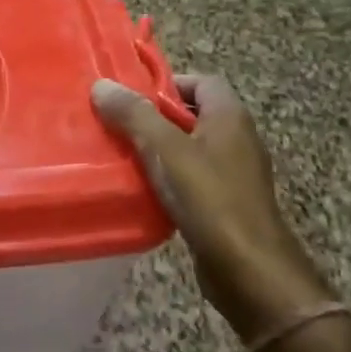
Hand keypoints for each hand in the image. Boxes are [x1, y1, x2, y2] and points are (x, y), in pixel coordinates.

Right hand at [91, 75, 332, 343]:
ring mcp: (233, 174)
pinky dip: (166, 179)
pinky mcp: (225, 204)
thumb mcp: (165, 150)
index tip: (130, 97)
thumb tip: (102, 85)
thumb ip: (134, 115)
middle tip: (116, 125)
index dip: (167, 83)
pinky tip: (140, 190)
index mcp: (229, 117)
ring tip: (120, 156)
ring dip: (157, 150)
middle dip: (154, 118)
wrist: (248, 269)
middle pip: (192, 115)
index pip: (201, 81)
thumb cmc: (210, 199)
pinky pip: (190, 179)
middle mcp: (237, 140)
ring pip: (188, 149)